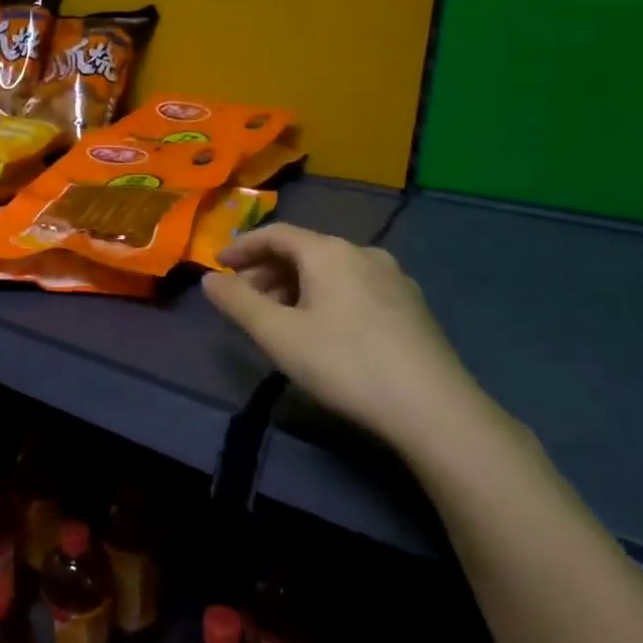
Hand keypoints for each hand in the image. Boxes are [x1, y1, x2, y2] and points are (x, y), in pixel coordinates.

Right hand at [202, 225, 482, 442]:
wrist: (434, 409)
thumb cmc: (344, 362)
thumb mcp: (277, 334)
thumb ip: (237, 302)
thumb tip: (209, 279)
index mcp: (329, 252)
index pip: (276, 234)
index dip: (242, 246)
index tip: (217, 265)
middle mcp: (363, 254)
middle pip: (304, 250)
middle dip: (267, 271)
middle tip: (243, 299)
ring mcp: (394, 279)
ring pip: (330, 271)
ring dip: (295, 286)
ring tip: (277, 318)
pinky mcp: (411, 307)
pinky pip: (354, 288)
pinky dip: (324, 297)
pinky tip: (320, 329)